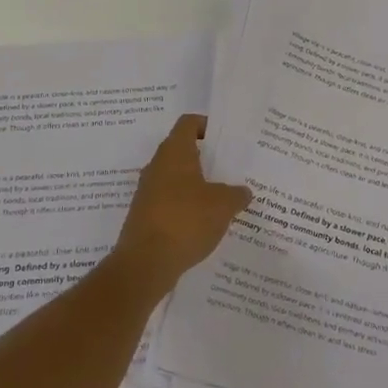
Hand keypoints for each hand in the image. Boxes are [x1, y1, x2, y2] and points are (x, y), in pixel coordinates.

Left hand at [111, 114, 251, 295]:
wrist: (145, 263)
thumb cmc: (186, 221)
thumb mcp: (223, 205)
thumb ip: (236, 194)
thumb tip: (243, 192)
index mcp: (174, 153)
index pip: (188, 123)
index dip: (207, 125)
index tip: (226, 137)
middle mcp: (157, 166)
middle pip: (183, 151)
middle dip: (206, 159)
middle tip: (231, 168)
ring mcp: (148, 192)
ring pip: (176, 179)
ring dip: (197, 186)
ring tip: (223, 198)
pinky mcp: (145, 216)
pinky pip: (170, 203)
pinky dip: (187, 208)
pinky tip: (205, 223)